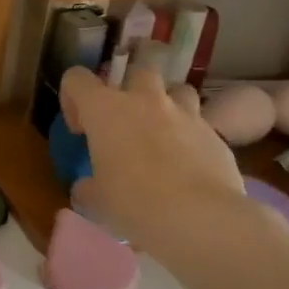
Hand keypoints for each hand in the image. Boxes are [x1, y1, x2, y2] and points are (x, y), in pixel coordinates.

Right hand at [60, 65, 244, 251]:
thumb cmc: (134, 203)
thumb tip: (86, 187)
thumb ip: (88, 186)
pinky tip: (188, 165)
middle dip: (130, 86)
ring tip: (162, 133)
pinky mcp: (216, 135)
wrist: (200, 218)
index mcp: (105, 109)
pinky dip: (190, 137)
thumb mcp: (96, 200)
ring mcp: (185, 114)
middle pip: (138, 69)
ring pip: (178, 89)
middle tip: (125, 119)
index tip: (80, 129)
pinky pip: (199, 125)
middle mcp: (145, 101)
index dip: (72, 98)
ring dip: (168, 104)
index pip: (77, 78)